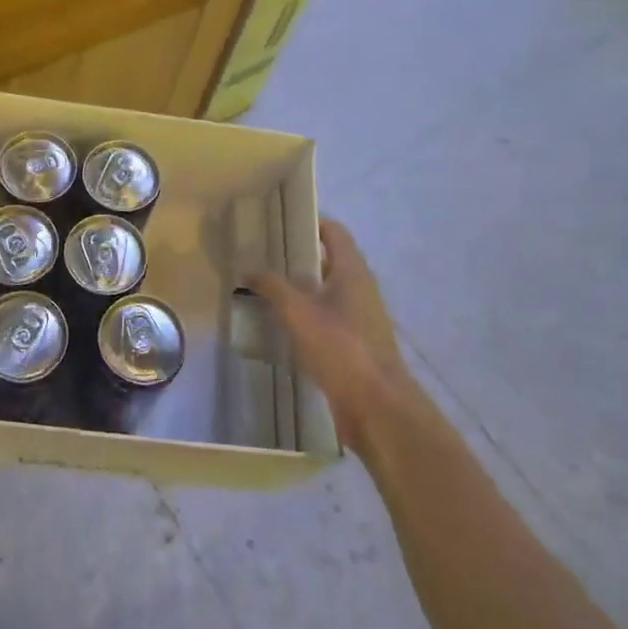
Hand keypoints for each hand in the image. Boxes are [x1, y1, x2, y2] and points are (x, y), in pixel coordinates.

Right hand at [248, 219, 412, 454]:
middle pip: (328, 262)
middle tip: (263, 256)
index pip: (334, 233)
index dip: (310, 222)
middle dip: (297, 258)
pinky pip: (326, 320)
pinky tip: (280, 326)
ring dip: (300, 290)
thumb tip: (249, 269)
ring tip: (265, 289)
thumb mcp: (299, 313)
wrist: (378, 407)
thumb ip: (272, 287)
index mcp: (352, 272)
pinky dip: (305, 317)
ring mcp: (360, 319)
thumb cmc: (341, 348)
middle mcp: (360, 290)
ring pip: (326, 293)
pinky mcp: (355, 346)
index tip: (280, 220)